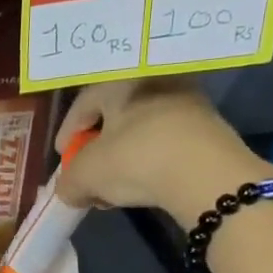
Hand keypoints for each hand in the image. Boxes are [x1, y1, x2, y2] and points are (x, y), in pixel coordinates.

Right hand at [54, 78, 272, 226]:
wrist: (208, 175)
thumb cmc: (136, 160)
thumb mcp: (86, 175)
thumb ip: (68, 181)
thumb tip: (68, 190)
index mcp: (121, 82)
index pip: (83, 103)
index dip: (67, 133)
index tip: (62, 157)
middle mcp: (155, 82)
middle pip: (115, 116)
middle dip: (98, 147)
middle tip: (88, 174)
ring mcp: (187, 103)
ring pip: (142, 130)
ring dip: (124, 157)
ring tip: (114, 187)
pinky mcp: (209, 129)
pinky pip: (167, 143)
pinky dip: (150, 162)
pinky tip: (145, 186)